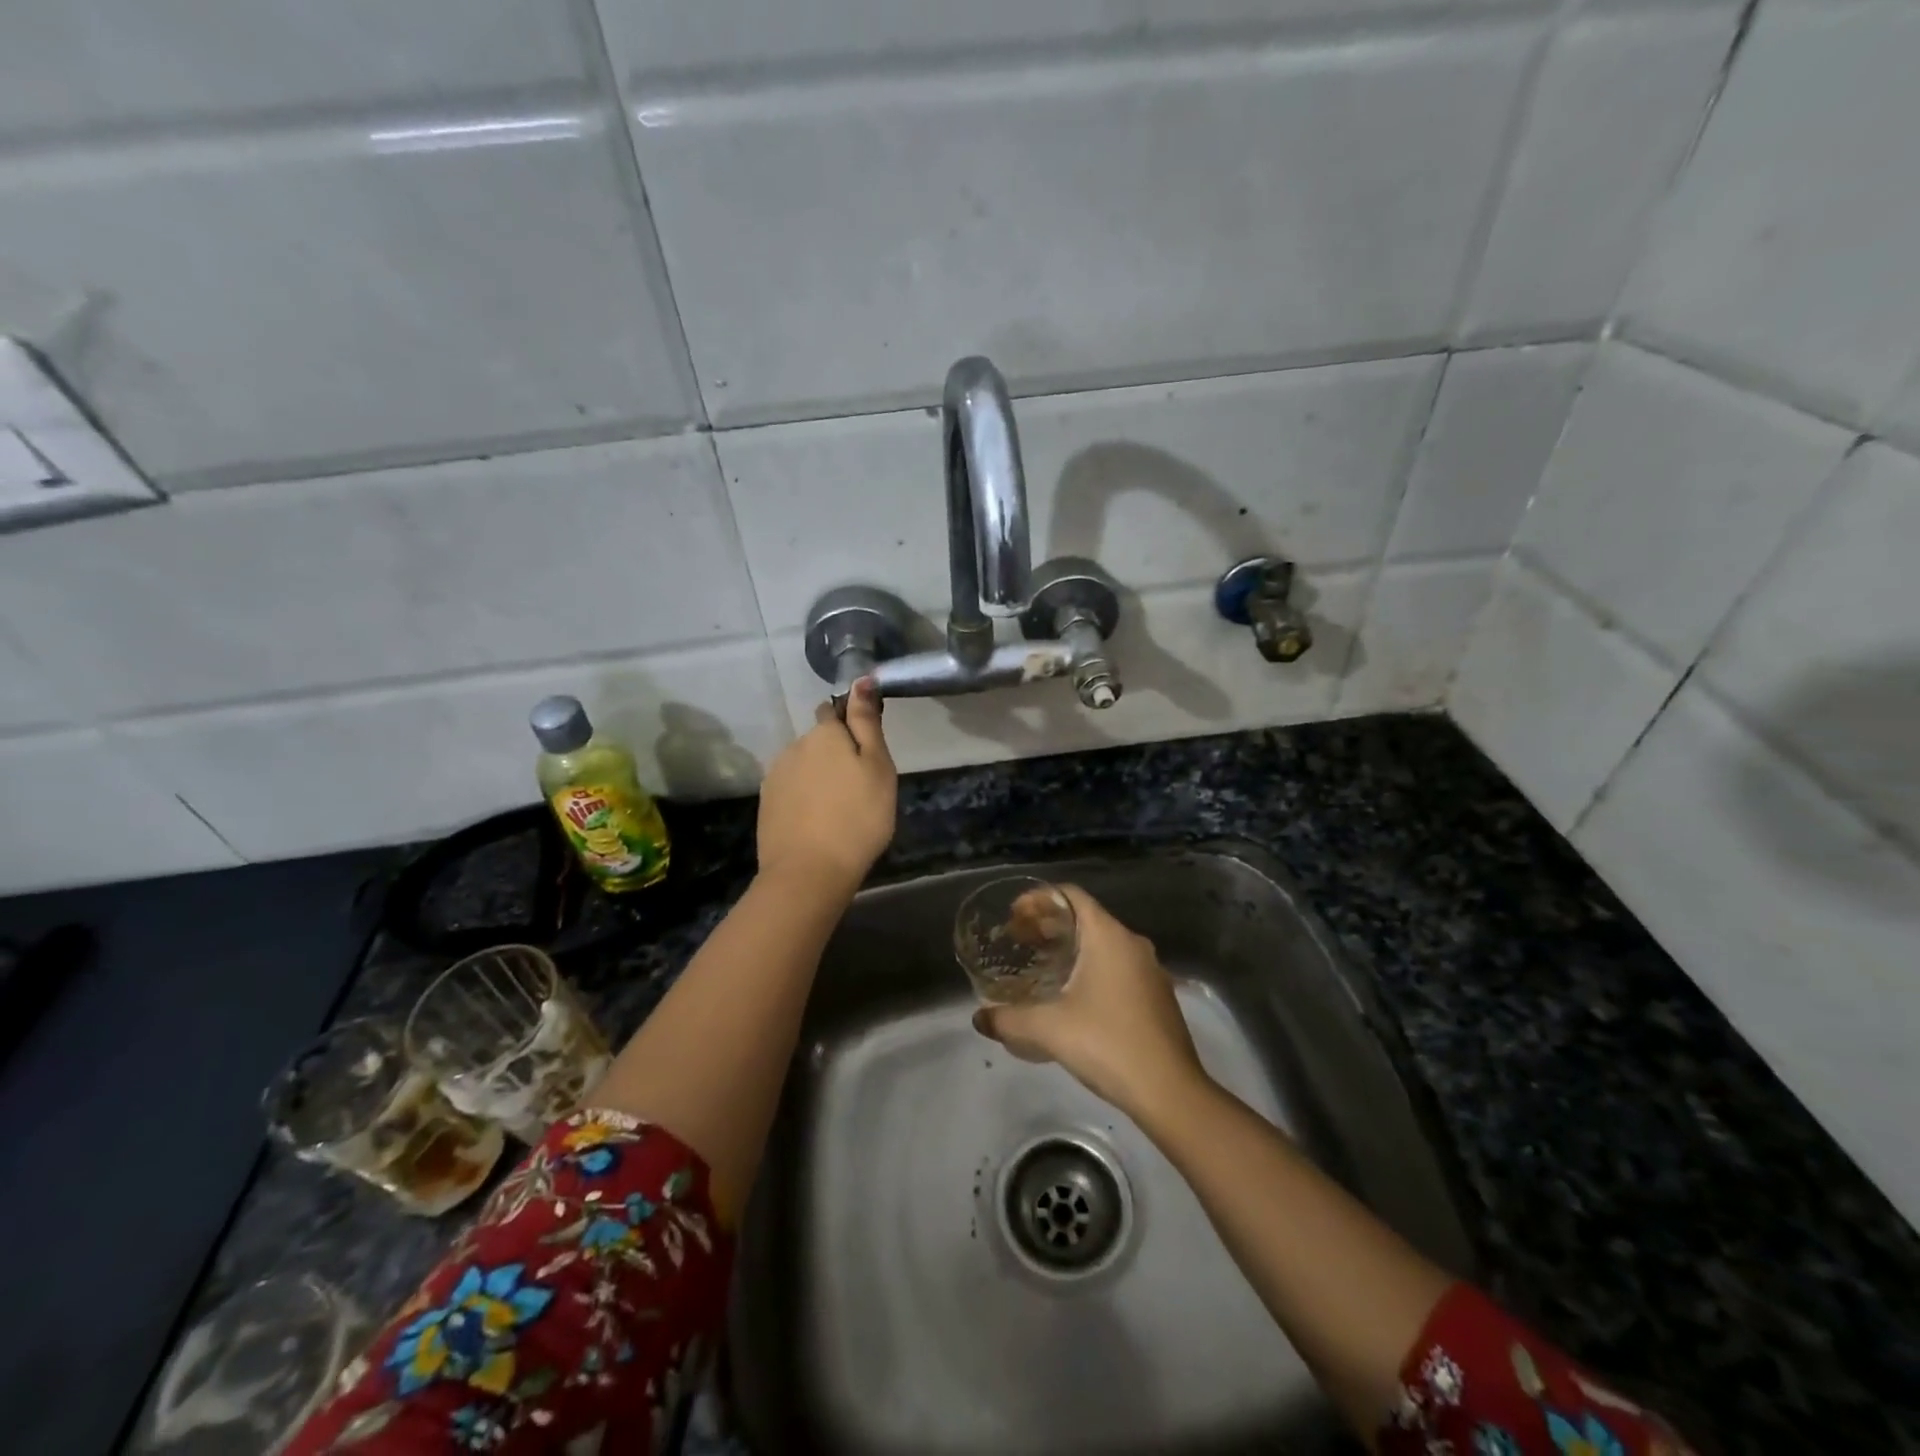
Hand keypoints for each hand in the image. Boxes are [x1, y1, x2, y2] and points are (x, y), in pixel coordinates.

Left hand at [756, 678, 896, 899]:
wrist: (809, 872)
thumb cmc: (857, 817)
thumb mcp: (877, 766)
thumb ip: (866, 722)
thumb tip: (861, 679)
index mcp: (824, 734)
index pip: (834, 712)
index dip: (850, 725)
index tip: (866, 752)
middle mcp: (794, 746)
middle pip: (818, 741)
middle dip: (834, 755)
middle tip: (859, 787)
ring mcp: (775, 776)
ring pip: (803, 766)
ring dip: (818, 778)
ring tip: (838, 809)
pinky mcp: (766, 805)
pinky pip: (791, 791)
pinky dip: (804, 799)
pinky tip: (817, 822)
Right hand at [974, 885, 1206, 1118]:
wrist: (1170, 1092)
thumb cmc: (1108, 1045)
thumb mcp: (1049, 1029)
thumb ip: (1009, 1019)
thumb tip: (978, 1019)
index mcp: (1109, 936)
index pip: (1071, 895)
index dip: (1038, 898)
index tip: (1013, 915)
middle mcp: (1132, 944)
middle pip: (1085, 917)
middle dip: (1049, 924)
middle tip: (1018, 940)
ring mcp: (1149, 970)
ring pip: (1102, 942)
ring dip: (1070, 946)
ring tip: (1040, 965)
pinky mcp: (1157, 995)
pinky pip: (1116, 965)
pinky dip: (1090, 966)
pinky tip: (1072, 995)